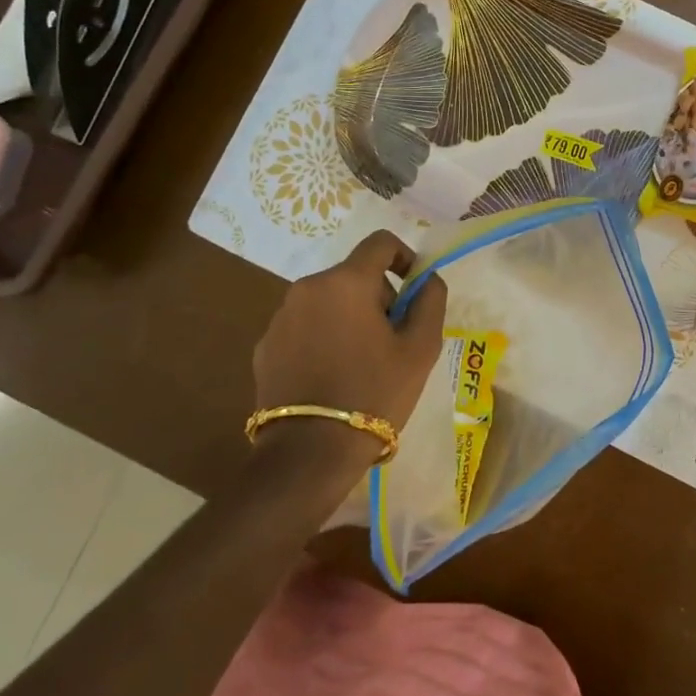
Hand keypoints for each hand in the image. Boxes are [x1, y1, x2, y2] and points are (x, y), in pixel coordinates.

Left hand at [252, 231, 448, 434]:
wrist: (309, 453)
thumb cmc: (374, 393)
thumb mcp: (420, 349)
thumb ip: (430, 301)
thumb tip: (426, 279)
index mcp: (347, 282)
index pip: (380, 243)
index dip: (404, 257)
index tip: (414, 288)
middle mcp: (308, 287)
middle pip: (354, 275)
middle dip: (378, 296)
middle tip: (393, 339)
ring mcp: (281, 317)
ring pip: (328, 300)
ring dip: (349, 317)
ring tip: (362, 362)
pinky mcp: (265, 345)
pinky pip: (304, 326)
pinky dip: (322, 337)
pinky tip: (331, 376)